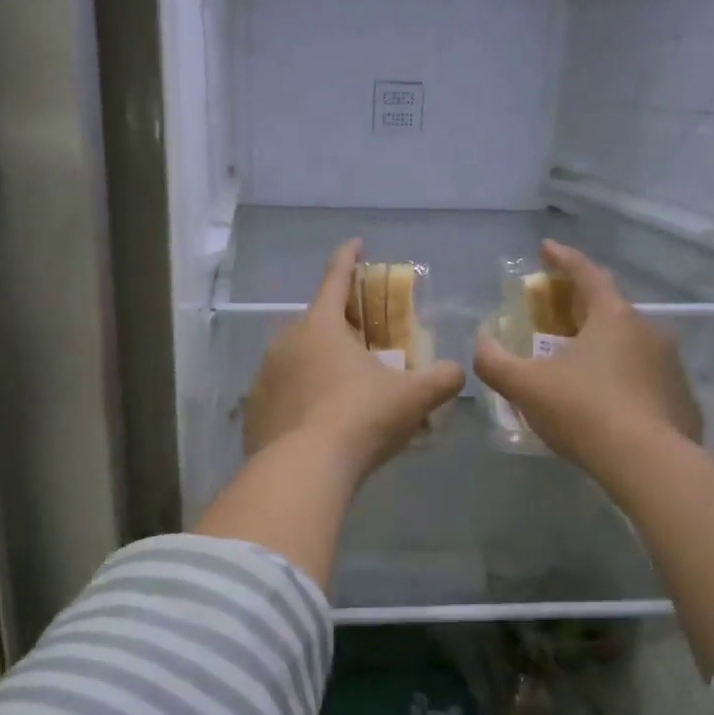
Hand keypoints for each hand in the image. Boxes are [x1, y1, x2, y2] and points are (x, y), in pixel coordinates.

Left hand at [244, 239, 465, 482]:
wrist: (303, 471)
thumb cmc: (360, 419)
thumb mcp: (412, 398)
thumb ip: (442, 379)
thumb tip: (458, 372)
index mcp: (321, 326)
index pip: (336, 278)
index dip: (349, 258)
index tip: (356, 243)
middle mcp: (285, 342)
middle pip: (316, 322)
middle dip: (340, 325)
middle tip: (364, 343)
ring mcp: (264, 376)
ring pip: (297, 359)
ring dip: (319, 365)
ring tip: (343, 389)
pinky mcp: (254, 410)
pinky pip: (283, 393)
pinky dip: (301, 398)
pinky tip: (318, 421)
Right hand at [474, 240, 702, 477]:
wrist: (649, 464)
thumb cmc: (584, 411)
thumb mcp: (525, 386)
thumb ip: (494, 361)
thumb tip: (481, 341)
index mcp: (613, 317)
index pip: (586, 273)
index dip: (563, 258)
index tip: (546, 248)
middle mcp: (648, 330)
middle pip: (608, 308)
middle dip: (579, 306)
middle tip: (554, 316)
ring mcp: (670, 364)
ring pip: (628, 344)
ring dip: (601, 345)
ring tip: (576, 365)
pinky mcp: (680, 398)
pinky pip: (643, 376)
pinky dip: (620, 377)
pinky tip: (604, 402)